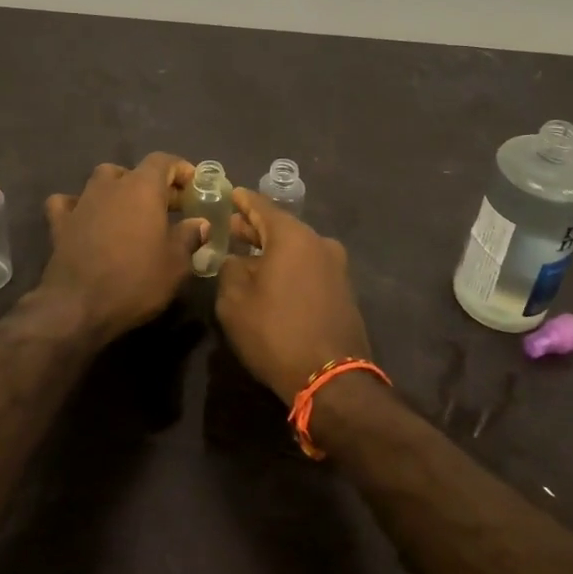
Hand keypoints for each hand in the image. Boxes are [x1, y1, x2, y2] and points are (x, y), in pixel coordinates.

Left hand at [39, 154, 207, 342]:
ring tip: (131, 213)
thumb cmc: (136, 280)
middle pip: (135, 172)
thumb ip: (190, 236)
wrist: (79, 306)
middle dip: (155, 186)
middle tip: (171, 209)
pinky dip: (79, 206)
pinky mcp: (60, 222)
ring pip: (102, 182)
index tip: (193, 186)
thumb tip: (200, 223)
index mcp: (142, 187)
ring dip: (118, 191)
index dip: (180, 170)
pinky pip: (69, 203)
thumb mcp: (176, 264)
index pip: (163, 161)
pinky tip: (85, 219)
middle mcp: (111, 185)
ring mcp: (82, 201)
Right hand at [216, 189, 371, 405]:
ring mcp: (336, 267)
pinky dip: (289, 266)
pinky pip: (309, 267)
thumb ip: (230, 269)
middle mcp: (319, 242)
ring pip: (297, 248)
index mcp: (293, 236)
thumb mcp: (235, 300)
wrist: (332, 379)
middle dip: (255, 227)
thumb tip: (236, 260)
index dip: (241, 201)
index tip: (228, 193)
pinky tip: (273, 278)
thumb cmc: (276, 332)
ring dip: (273, 249)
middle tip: (232, 227)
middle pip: (281, 226)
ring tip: (248, 256)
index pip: (261, 206)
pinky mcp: (344, 290)